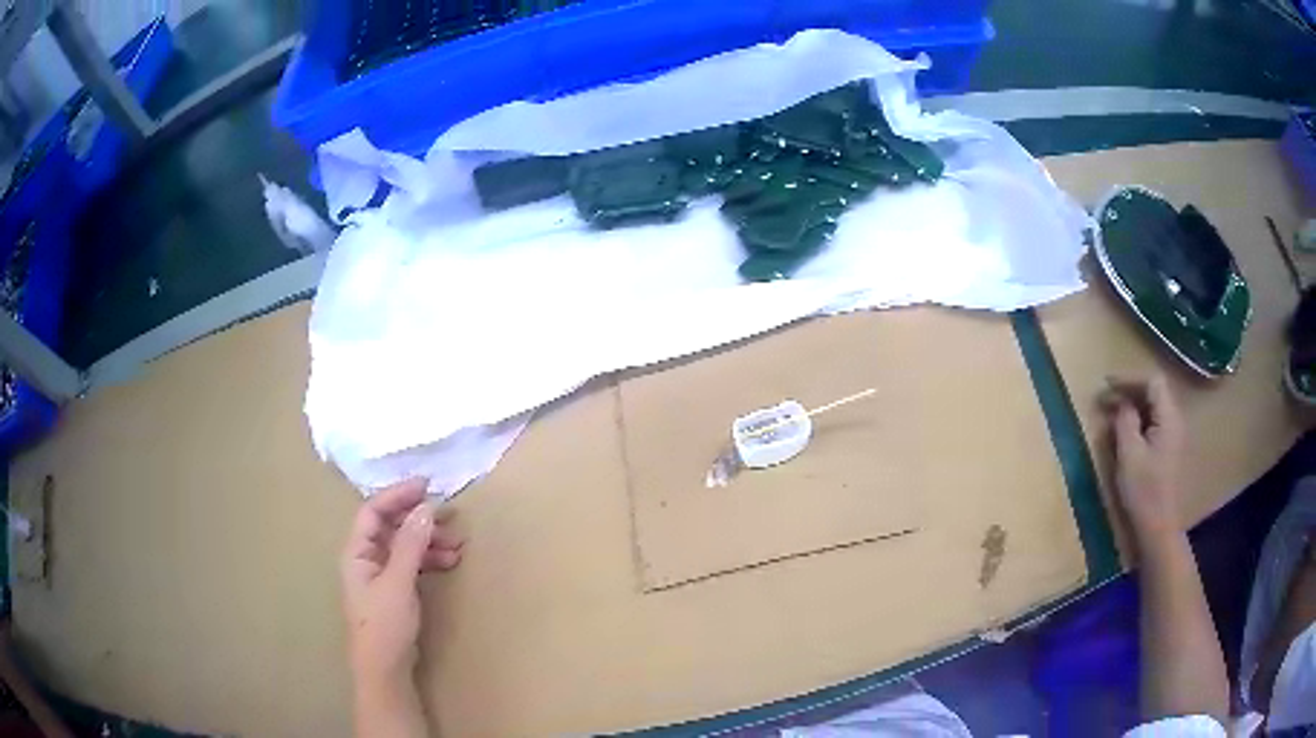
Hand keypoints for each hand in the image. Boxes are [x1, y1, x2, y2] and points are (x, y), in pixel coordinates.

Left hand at [341, 479, 464, 685]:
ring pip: (404, 545)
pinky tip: (449, 562)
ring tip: (457, 545)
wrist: (385, 668)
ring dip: (429, 541)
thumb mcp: (398, 582)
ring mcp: (380, 574)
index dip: (397, 495)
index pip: (373, 511)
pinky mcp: (395, 590)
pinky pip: (412, 563)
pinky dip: (429, 559)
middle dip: (419, 519)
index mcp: (357, 551)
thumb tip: (426, 508)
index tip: (426, 486)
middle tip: (450, 516)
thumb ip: (411, 545)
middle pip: (390, 526)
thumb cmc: (384, 624)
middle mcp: (366, 558)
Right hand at [1100, 375, 1186, 540]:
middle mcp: (1175, 421)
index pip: (1152, 382)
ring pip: (1153, 408)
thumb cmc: (1144, 491)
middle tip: (1105, 400)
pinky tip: (1125, 432)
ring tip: (1111, 415)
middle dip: (1129, 392)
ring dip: (1133, 407)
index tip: (1107, 385)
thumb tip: (1122, 404)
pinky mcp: (1169, 450)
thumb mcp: (1129, 454)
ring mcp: (1174, 436)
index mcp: (1168, 418)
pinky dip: (1138, 421)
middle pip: (1154, 392)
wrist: (1158, 528)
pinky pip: (1154, 424)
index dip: (1129, 379)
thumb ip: (1125, 421)